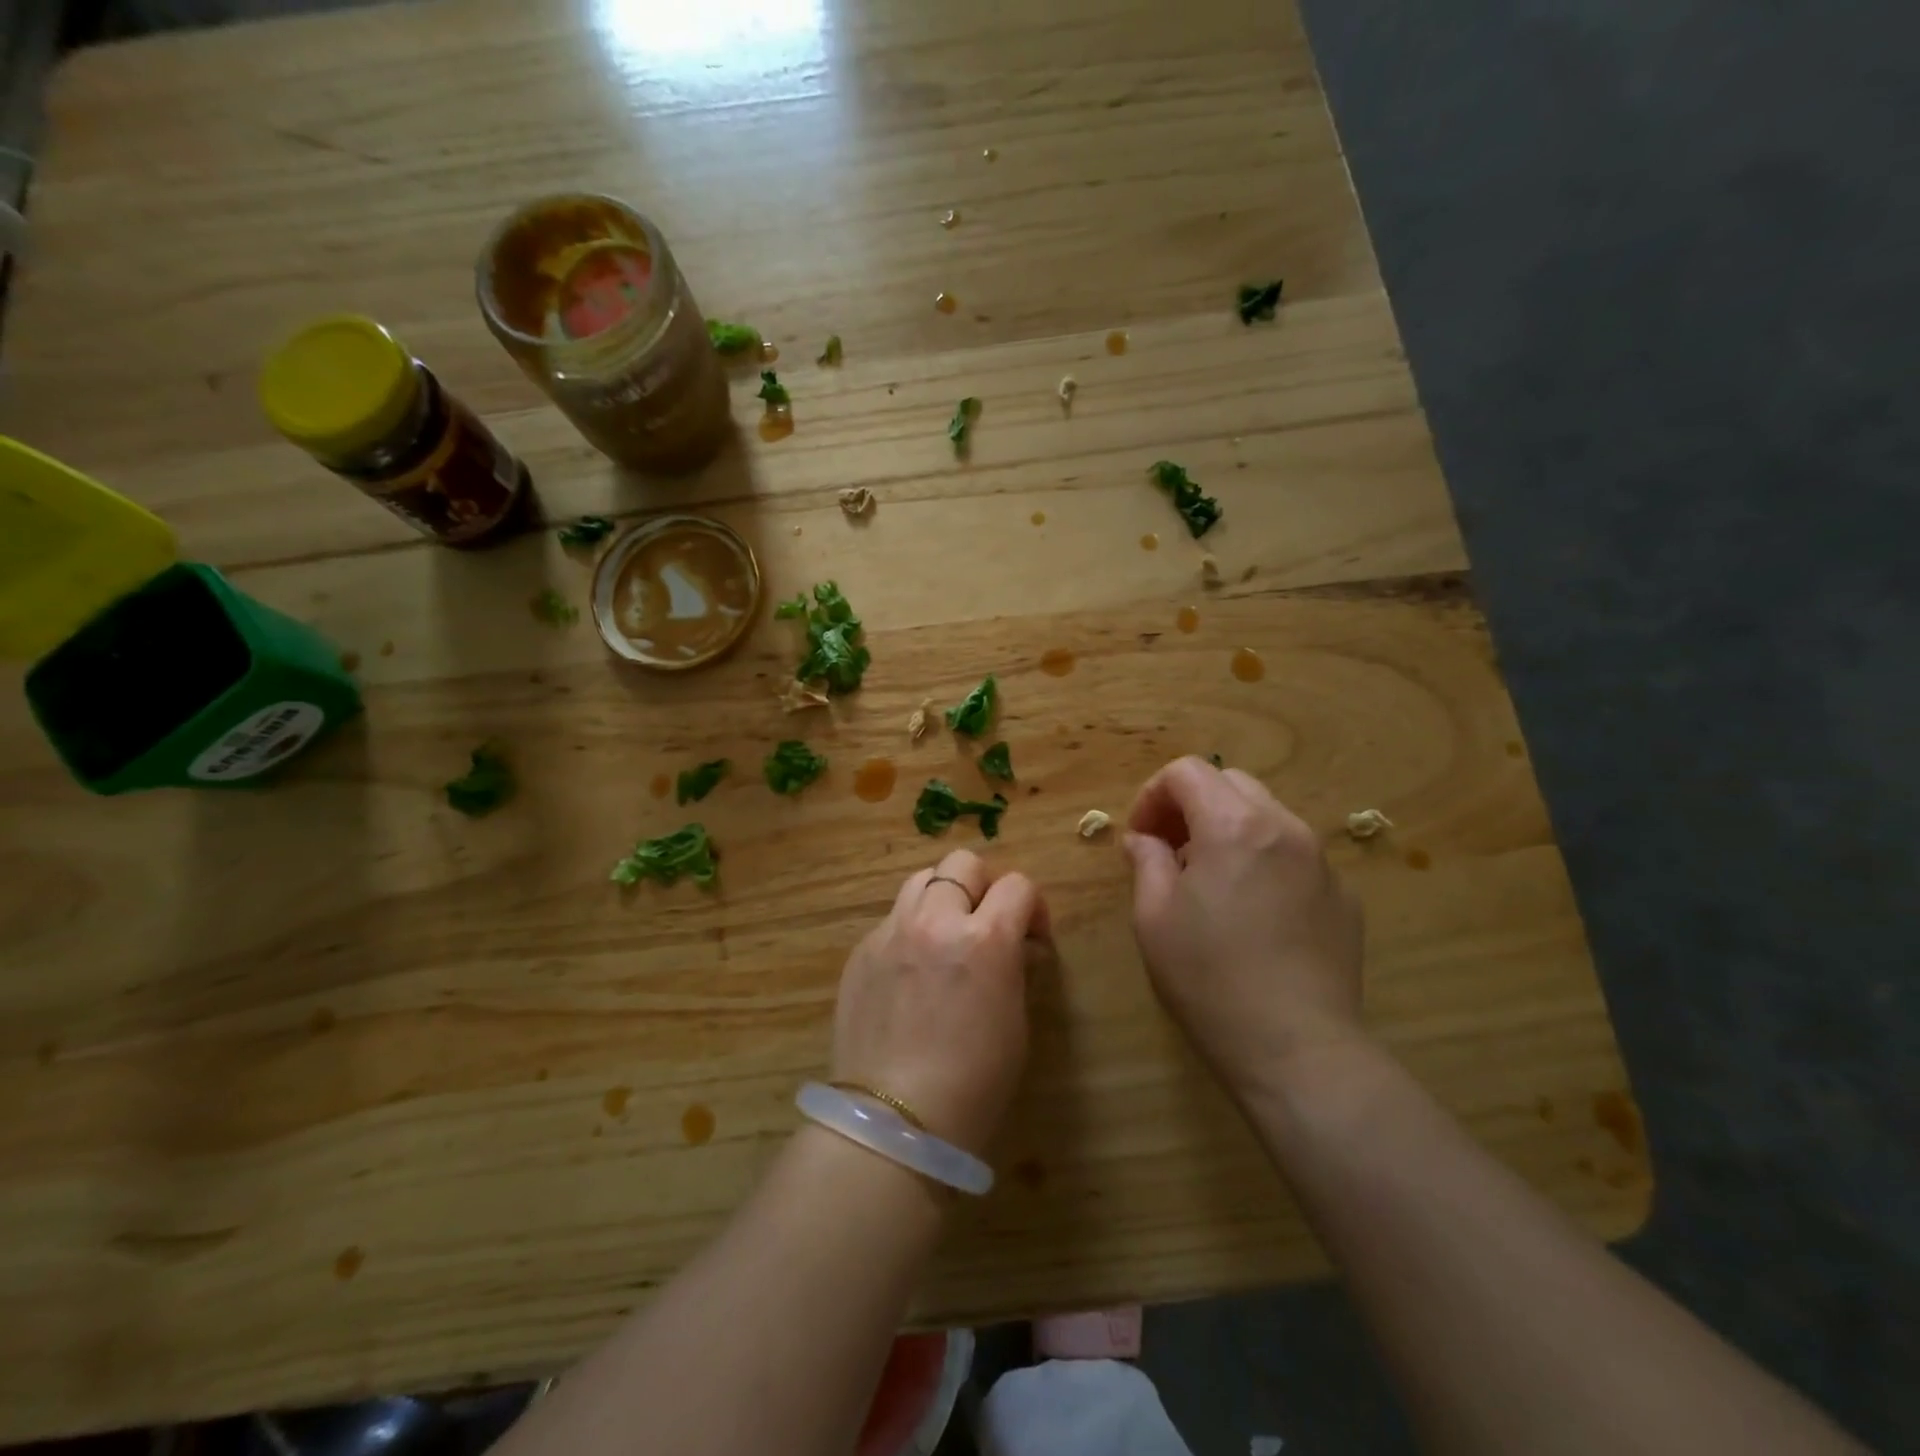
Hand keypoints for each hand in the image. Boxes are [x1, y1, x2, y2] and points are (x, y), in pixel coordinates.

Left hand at [831, 850, 1048, 1152]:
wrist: (896, 1121)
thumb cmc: (974, 1082)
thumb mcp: (1015, 1021)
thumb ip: (1014, 967)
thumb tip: (1014, 947)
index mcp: (984, 938)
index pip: (1018, 886)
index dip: (1032, 906)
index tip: (1032, 935)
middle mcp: (935, 921)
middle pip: (963, 864)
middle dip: (984, 886)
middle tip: (987, 923)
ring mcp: (891, 932)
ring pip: (921, 880)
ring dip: (943, 898)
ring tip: (946, 935)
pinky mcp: (861, 951)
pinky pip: (892, 919)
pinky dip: (910, 930)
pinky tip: (910, 971)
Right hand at [1123, 757, 1364, 1099]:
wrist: (1297, 1049)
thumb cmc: (1210, 979)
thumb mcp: (1154, 916)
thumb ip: (1146, 861)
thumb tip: (1145, 840)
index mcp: (1234, 826)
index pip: (1188, 772)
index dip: (1153, 794)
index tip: (1141, 836)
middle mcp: (1285, 828)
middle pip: (1231, 783)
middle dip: (1192, 804)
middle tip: (1170, 850)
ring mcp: (1322, 862)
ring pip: (1266, 816)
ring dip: (1229, 830)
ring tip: (1210, 882)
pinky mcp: (1344, 897)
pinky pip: (1295, 856)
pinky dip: (1264, 861)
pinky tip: (1253, 914)